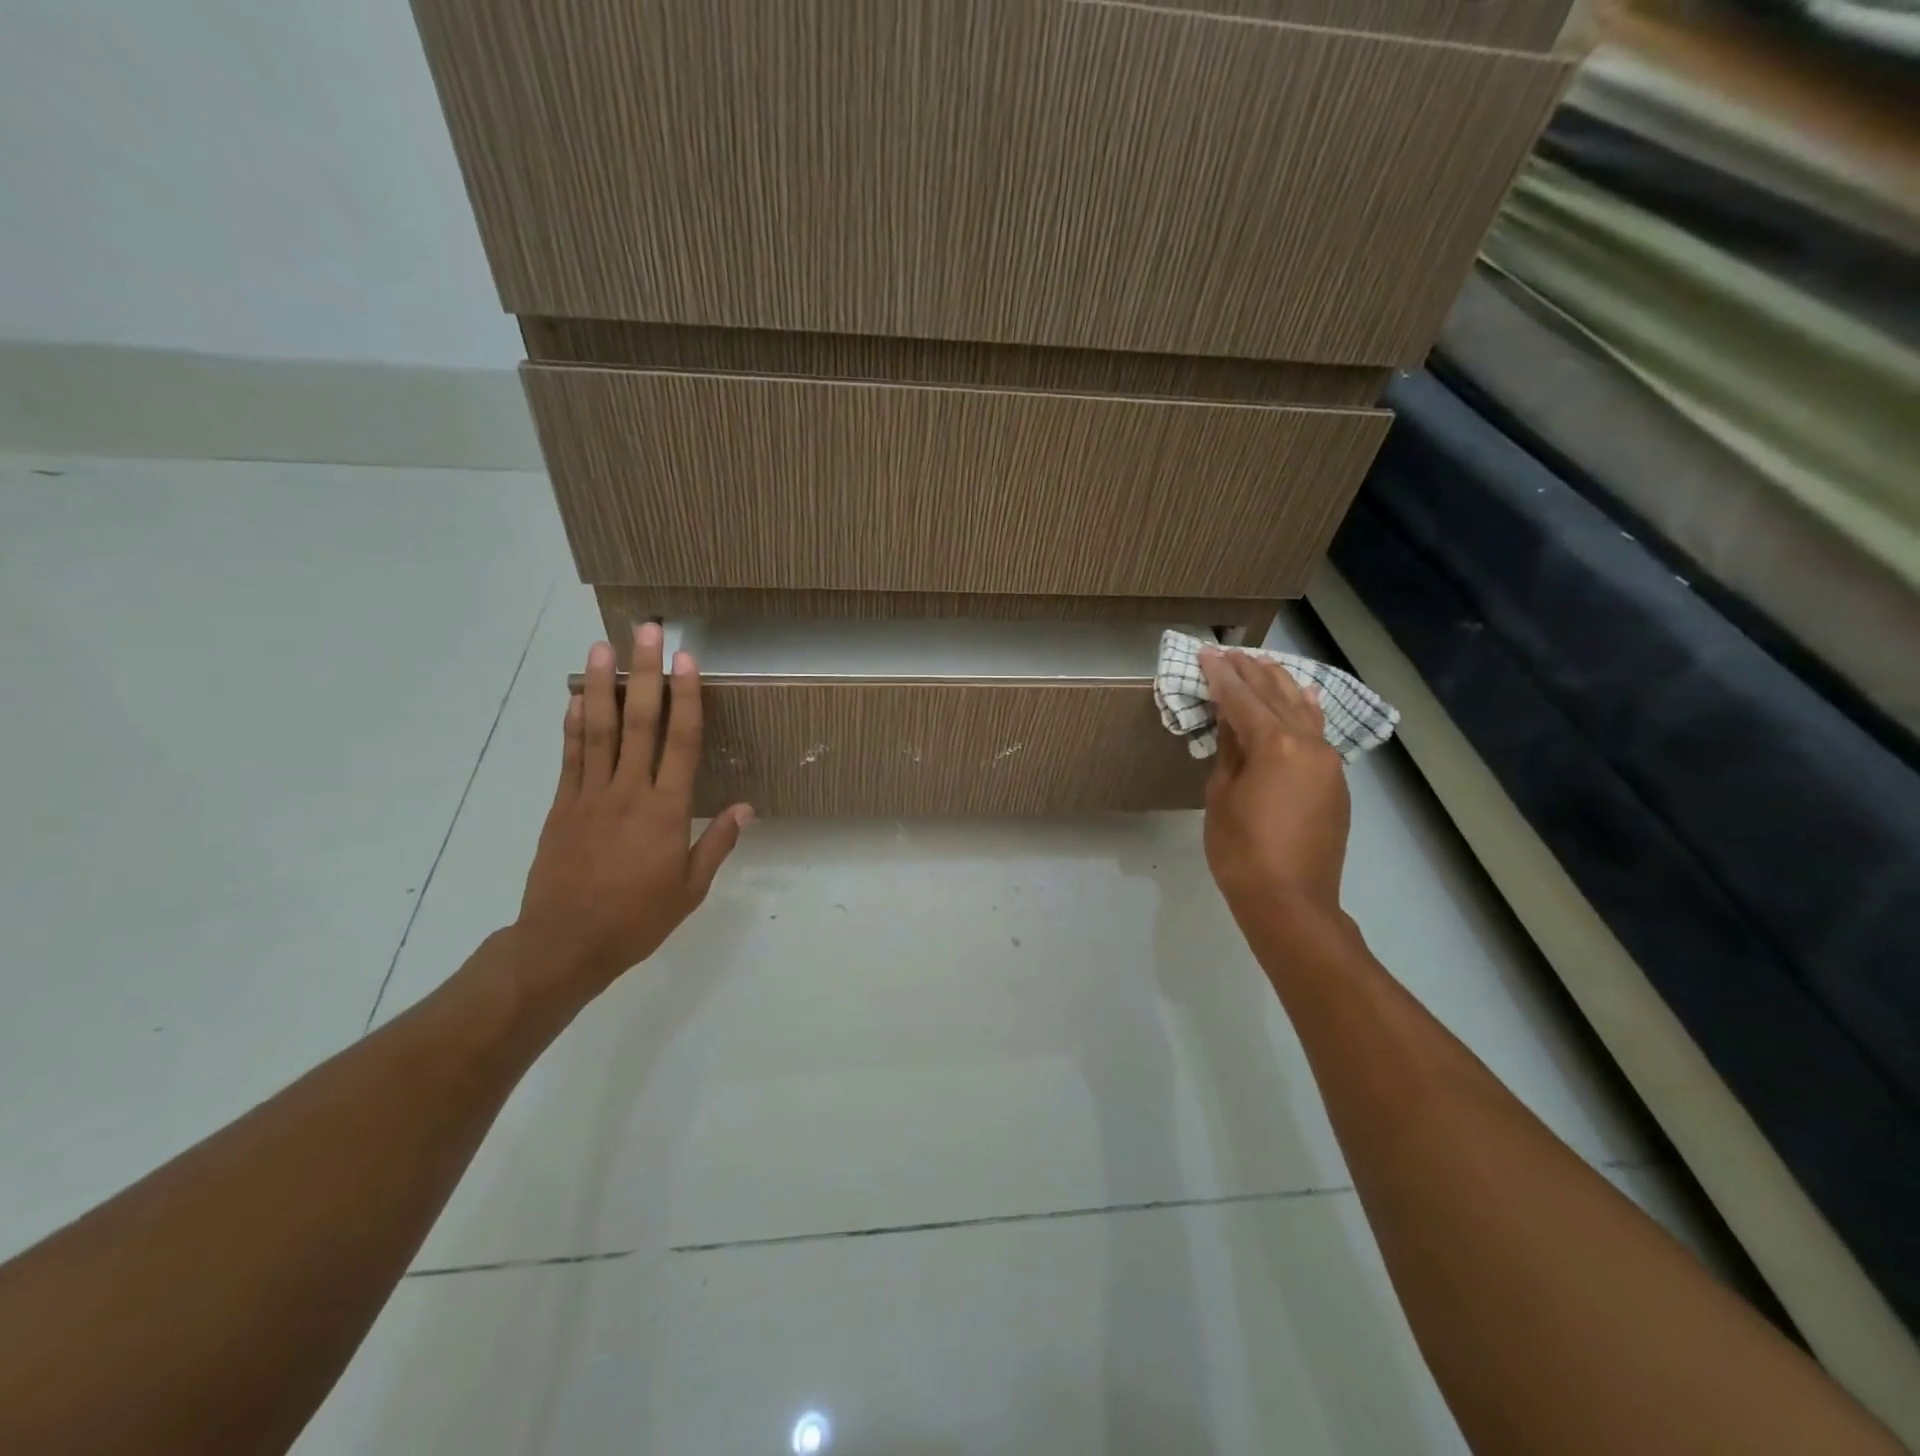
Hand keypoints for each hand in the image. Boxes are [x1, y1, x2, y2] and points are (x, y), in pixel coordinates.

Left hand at [515, 624, 752, 995]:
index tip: (687, 661)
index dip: (687, 698)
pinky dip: (573, 724)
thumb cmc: (637, 919)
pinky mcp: (561, 806)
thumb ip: (716, 843)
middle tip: (646, 632)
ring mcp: (589, 796)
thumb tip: (746, 807)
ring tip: (603, 646)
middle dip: (644, 674)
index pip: (682, 743)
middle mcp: (629, 792)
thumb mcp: (690, 889)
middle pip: (639, 723)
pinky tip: (577, 696)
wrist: (564, 945)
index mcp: (666, 812)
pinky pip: (570, 757)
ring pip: (599, 730)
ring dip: (603, 685)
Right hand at [1199, 647, 1351, 928]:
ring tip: (1262, 665)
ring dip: (1281, 684)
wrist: (1291, 901)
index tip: (1206, 653)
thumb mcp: (1221, 796)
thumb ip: (1230, 750)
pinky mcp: (1336, 782)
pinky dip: (1304, 710)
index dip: (1221, 675)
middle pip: (1277, 695)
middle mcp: (1308, 744)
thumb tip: (1232, 719)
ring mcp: (1328, 762)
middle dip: (1251, 672)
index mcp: (1274, 744)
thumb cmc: (1241, 851)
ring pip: (1304, 709)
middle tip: (1230, 653)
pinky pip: (1318, 732)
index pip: (1242, 698)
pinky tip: (1301, 698)